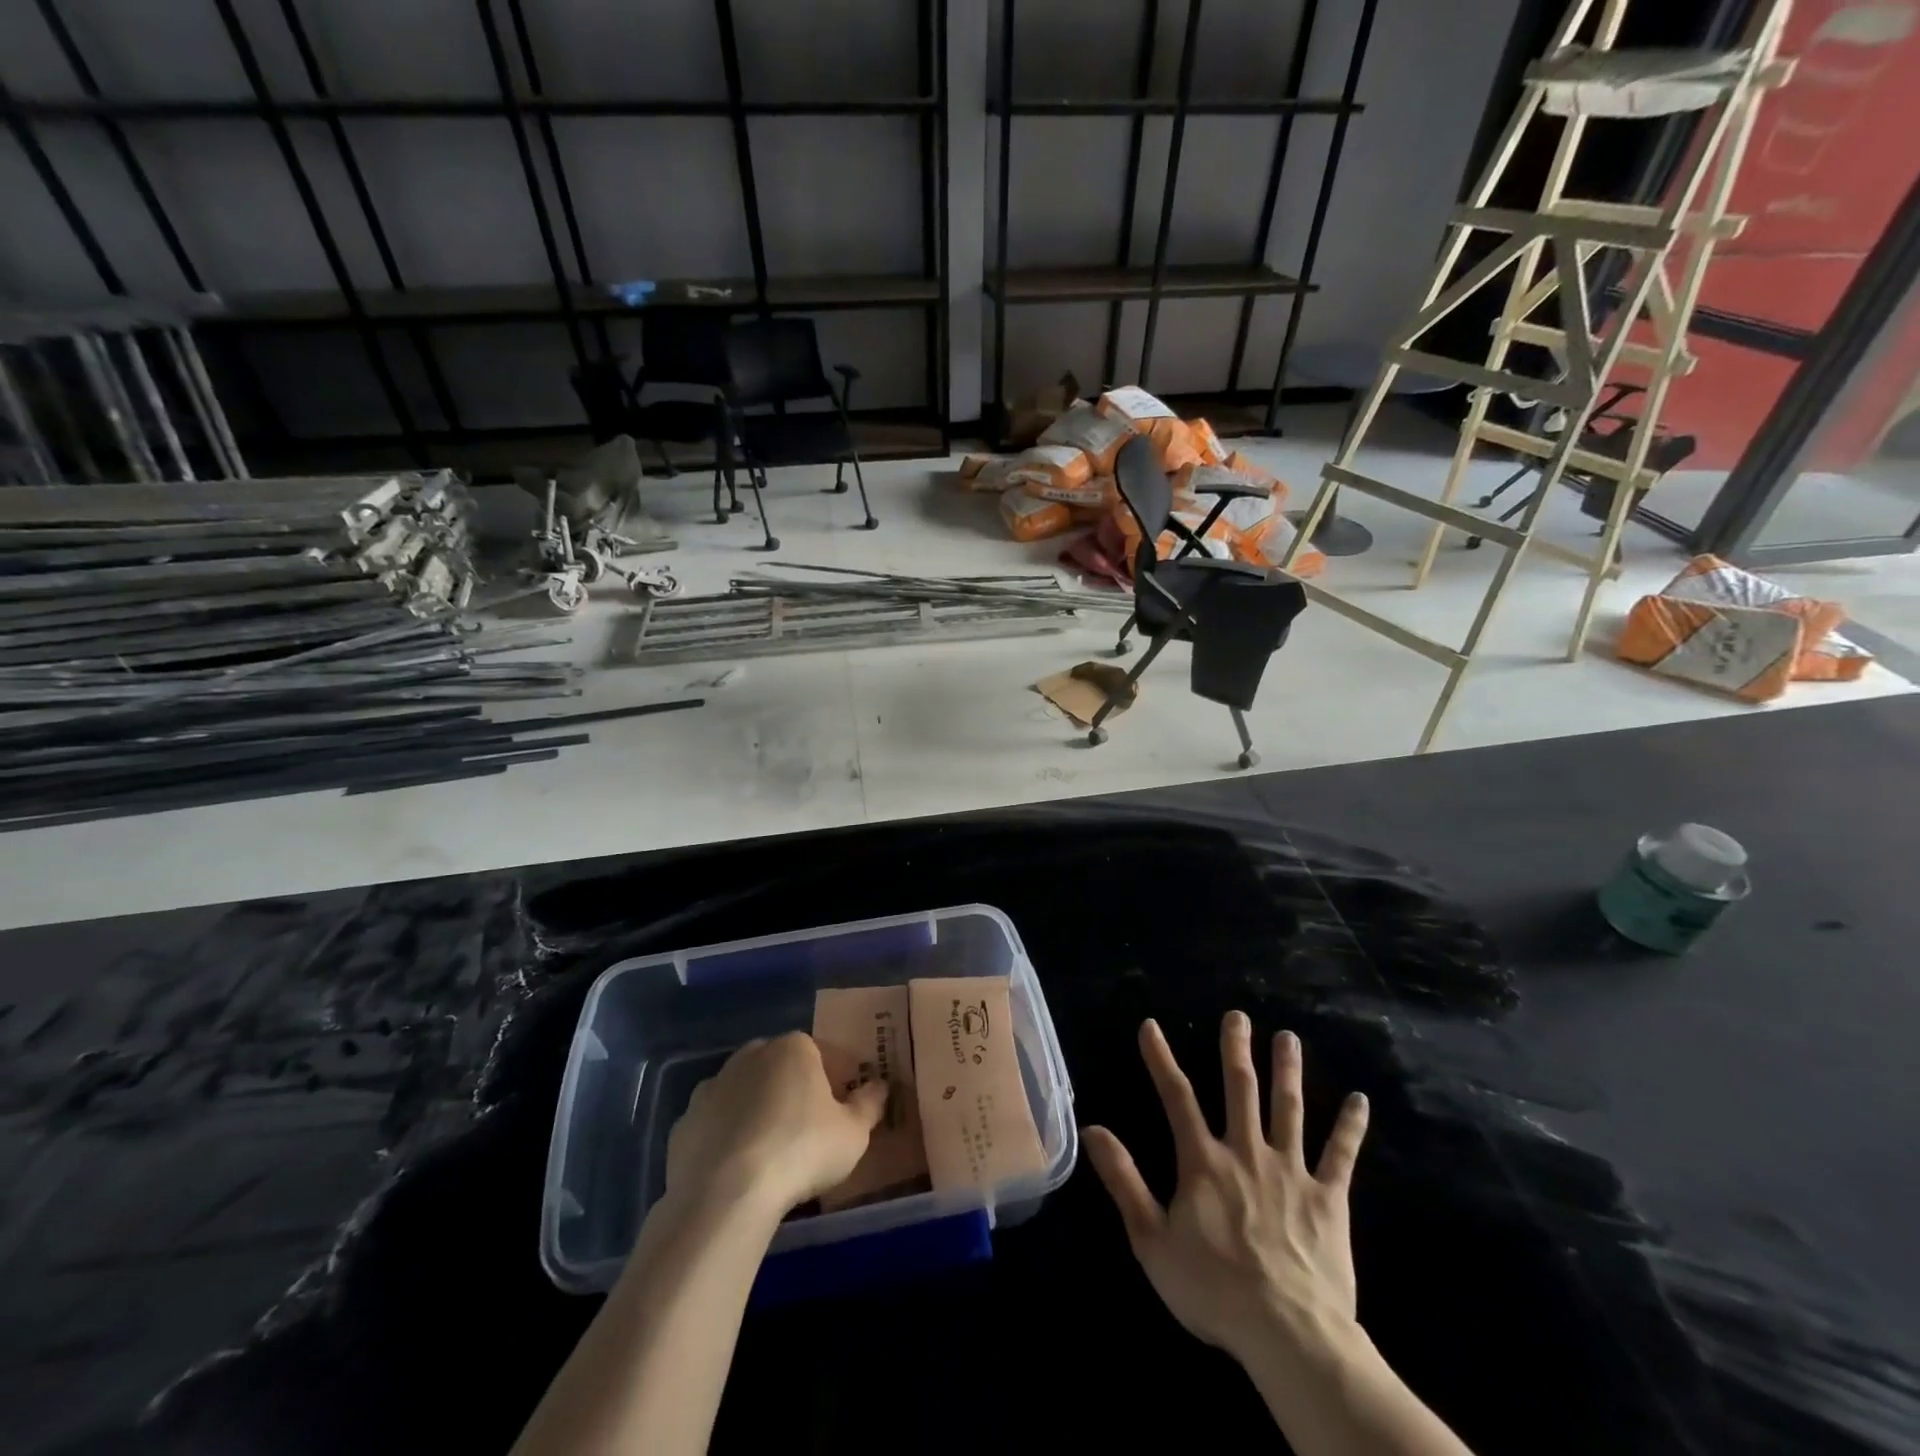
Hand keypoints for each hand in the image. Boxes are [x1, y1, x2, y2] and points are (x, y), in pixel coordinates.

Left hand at [665, 1032, 887, 1215]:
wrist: (725, 1195)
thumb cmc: (801, 1151)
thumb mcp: (853, 1133)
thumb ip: (870, 1104)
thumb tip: (880, 1085)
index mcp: (793, 1048)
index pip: (821, 1053)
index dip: (835, 1080)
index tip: (841, 1111)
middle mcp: (750, 1056)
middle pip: (779, 1068)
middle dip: (792, 1090)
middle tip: (806, 1130)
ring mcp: (711, 1087)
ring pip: (743, 1093)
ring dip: (755, 1111)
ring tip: (770, 1152)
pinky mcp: (683, 1124)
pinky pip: (714, 1125)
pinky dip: (725, 1139)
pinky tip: (736, 1169)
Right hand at [1082, 1014, 1369, 1363]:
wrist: (1289, 1335)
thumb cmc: (1213, 1289)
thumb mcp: (1151, 1239)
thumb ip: (1123, 1180)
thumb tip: (1092, 1129)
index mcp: (1204, 1161)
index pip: (1176, 1097)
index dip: (1160, 1059)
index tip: (1150, 1026)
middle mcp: (1247, 1152)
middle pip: (1241, 1089)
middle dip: (1236, 1049)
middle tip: (1238, 1015)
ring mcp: (1291, 1172)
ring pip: (1289, 1109)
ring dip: (1288, 1070)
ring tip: (1288, 1037)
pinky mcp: (1329, 1198)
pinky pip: (1341, 1155)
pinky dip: (1350, 1126)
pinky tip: (1361, 1100)